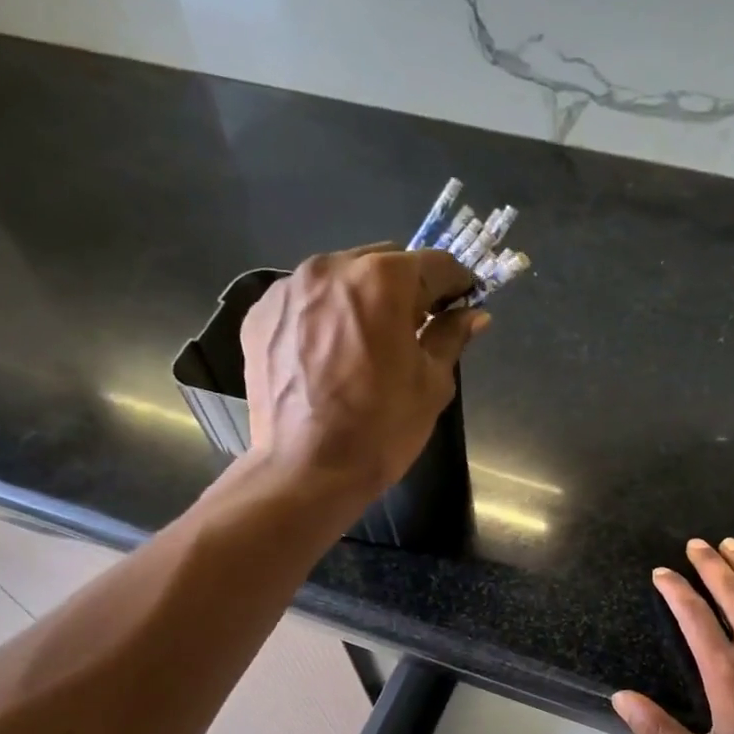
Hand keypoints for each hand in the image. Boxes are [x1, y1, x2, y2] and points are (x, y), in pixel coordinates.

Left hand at [240, 244, 488, 493]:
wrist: (306, 470)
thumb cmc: (381, 429)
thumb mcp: (431, 384)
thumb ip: (450, 337)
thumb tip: (473, 315)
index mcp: (382, 279)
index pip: (434, 264)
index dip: (457, 284)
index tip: (463, 304)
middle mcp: (331, 267)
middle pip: (383, 262)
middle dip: (405, 289)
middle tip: (414, 330)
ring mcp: (288, 289)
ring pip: (340, 279)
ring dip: (361, 300)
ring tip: (366, 344)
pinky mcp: (260, 315)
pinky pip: (304, 302)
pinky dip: (323, 317)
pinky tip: (327, 356)